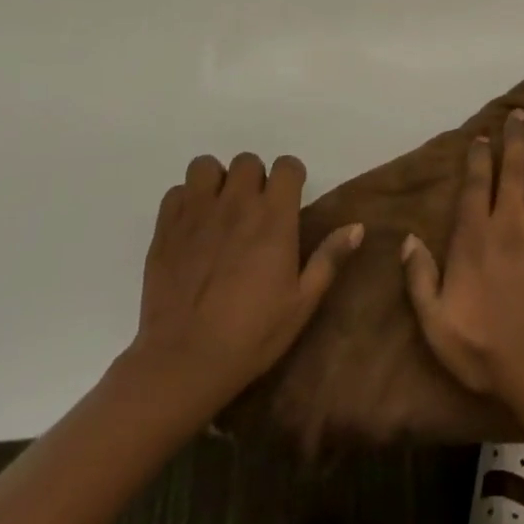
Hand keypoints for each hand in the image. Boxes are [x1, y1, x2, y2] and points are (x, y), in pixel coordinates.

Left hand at [128, 153, 363, 403]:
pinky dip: (185, 202)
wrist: (183, 362)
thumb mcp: (302, 303)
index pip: (287, 166)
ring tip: (219, 210)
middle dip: (253, 179)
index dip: (291, 178)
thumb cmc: (251, 335)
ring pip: (206, 167)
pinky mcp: (165, 229)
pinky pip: (175, 192)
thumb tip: (358, 226)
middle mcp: (237, 203)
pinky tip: (191, 228)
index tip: (289, 199)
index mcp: (274, 216)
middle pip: (247, 161)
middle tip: (253, 210)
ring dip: (216, 182)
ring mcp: (197, 213)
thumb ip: (329, 258)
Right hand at [401, 109, 523, 411]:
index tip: (482, 136)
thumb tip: (408, 240)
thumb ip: (419, 278)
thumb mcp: (435, 322)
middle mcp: (515, 223)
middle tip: (521, 113)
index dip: (478, 158)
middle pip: (515, 170)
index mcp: (479, 237)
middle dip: (517, 139)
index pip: (476, 185)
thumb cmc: (485, 350)